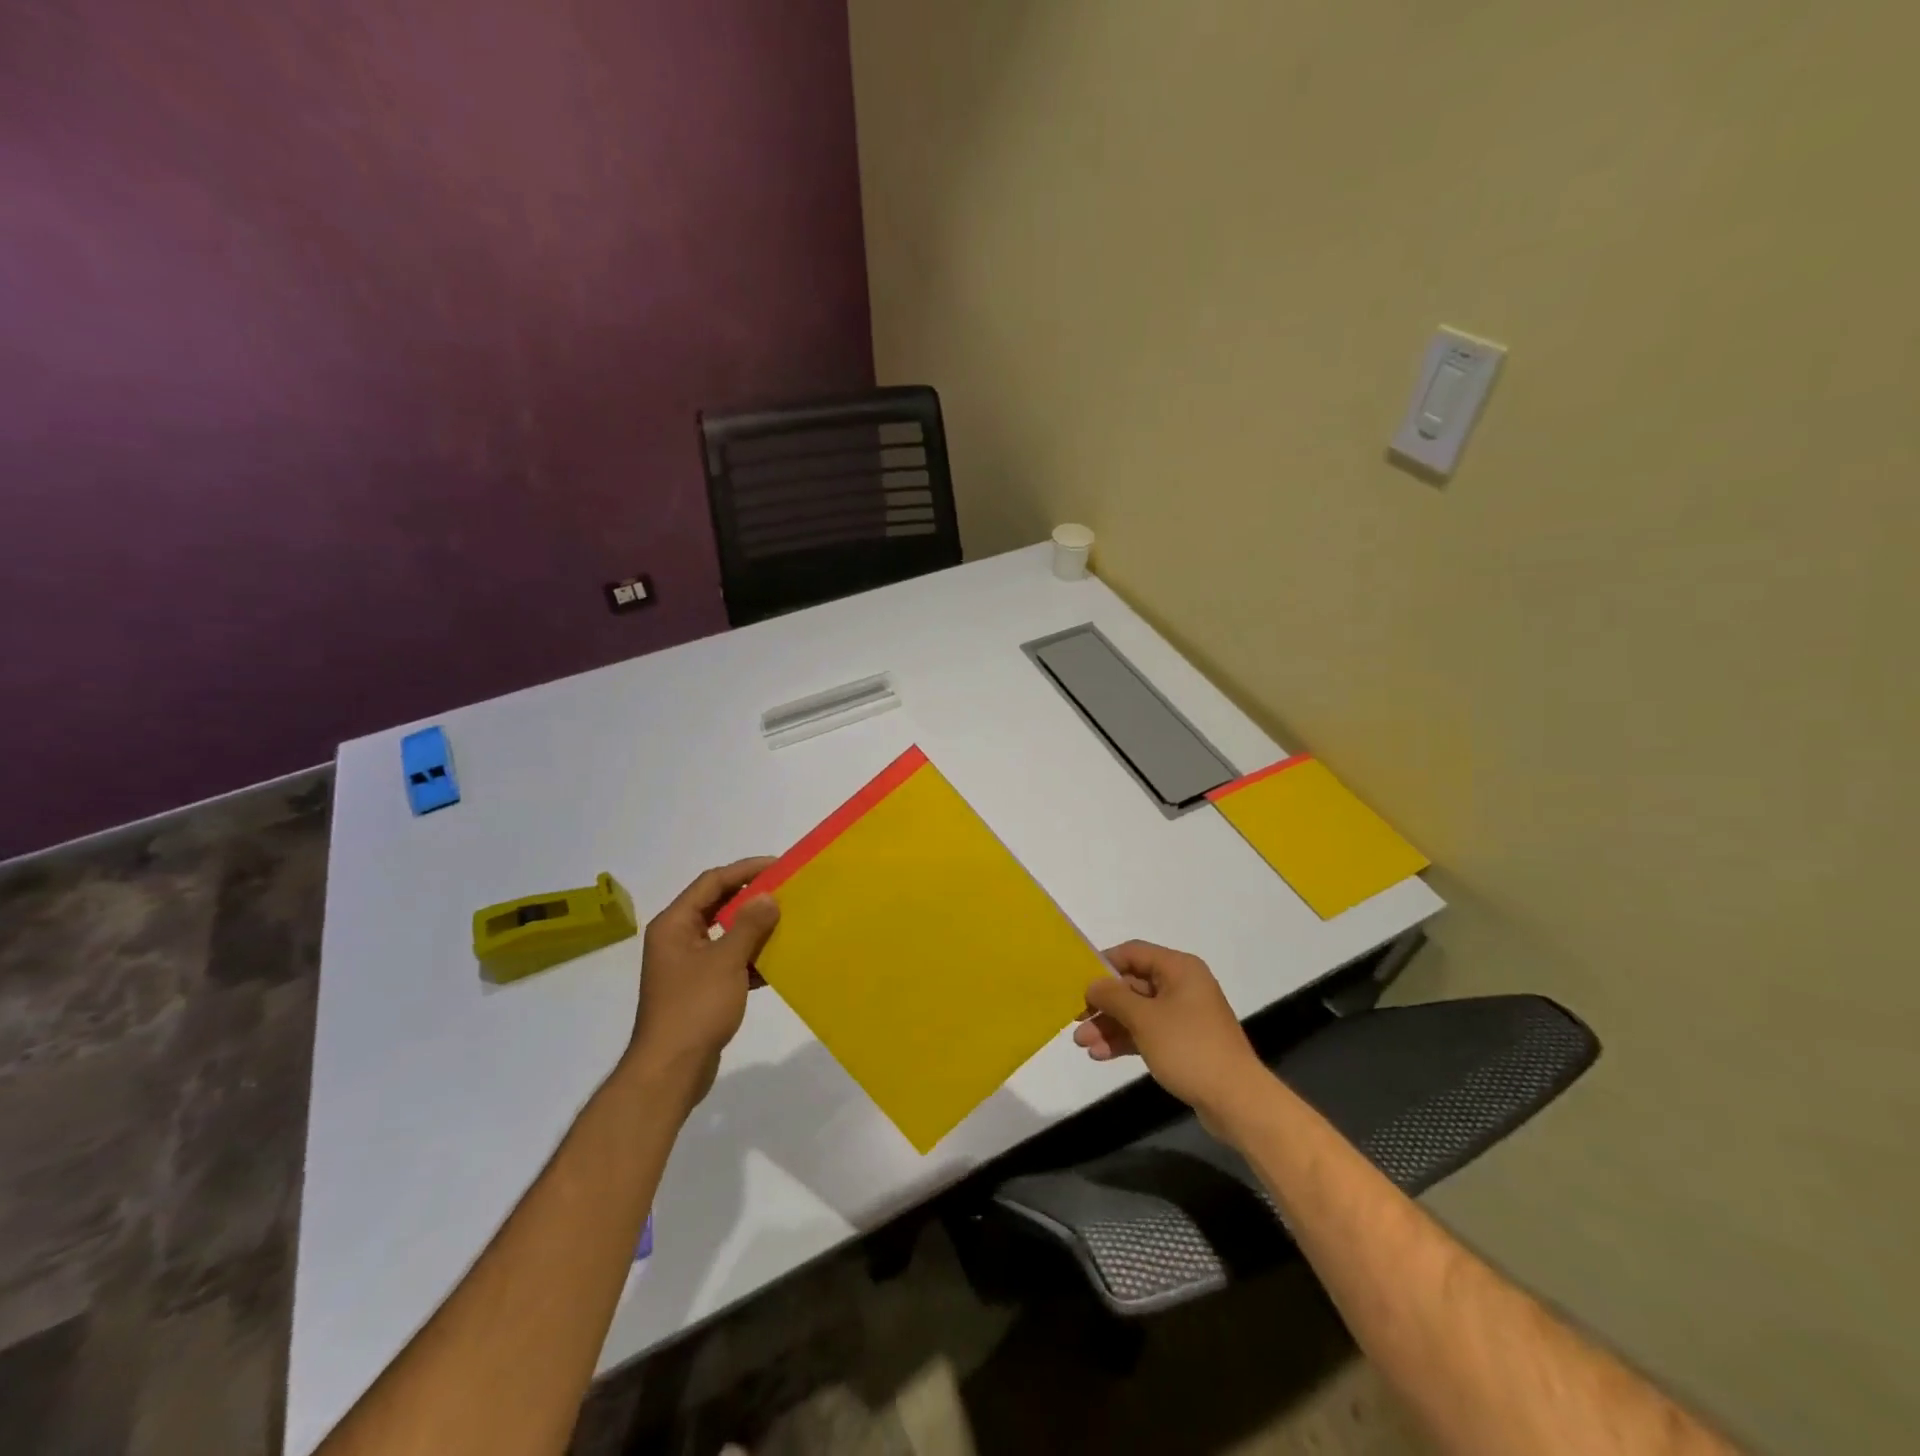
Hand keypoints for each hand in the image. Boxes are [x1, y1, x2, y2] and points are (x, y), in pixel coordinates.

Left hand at [623, 858, 779, 1109]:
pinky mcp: (701, 988)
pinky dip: (752, 958)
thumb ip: (749, 925)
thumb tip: (769, 896)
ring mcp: (689, 965)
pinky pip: (730, 961)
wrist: (671, 1071)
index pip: (712, 882)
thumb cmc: (694, 1008)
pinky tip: (779, 961)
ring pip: (727, 934)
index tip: (779, 866)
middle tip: (787, 890)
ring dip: (755, 928)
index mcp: (675, 924)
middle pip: (718, 905)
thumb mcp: (726, 961)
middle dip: (752, 898)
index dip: (745, 870)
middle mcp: (678, 938)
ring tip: (789, 921)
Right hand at [1074, 940, 1266, 1132]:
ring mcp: (1184, 1015)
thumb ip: (1114, 996)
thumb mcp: (1145, 1019)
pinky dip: (1125, 1040)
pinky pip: (1147, 1032)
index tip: (1077, 981)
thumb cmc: (1189, 1048)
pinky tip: (1101, 1055)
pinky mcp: (1183, 1042)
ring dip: (1109, 1025)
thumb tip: (1093, 984)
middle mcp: (1182, 985)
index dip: (1103, 964)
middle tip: (1075, 1020)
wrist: (1236, 1100)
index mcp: (1179, 969)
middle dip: (1102, 1004)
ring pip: (1137, 1012)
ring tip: (1083, 1045)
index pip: (1133, 953)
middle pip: (1132, 985)